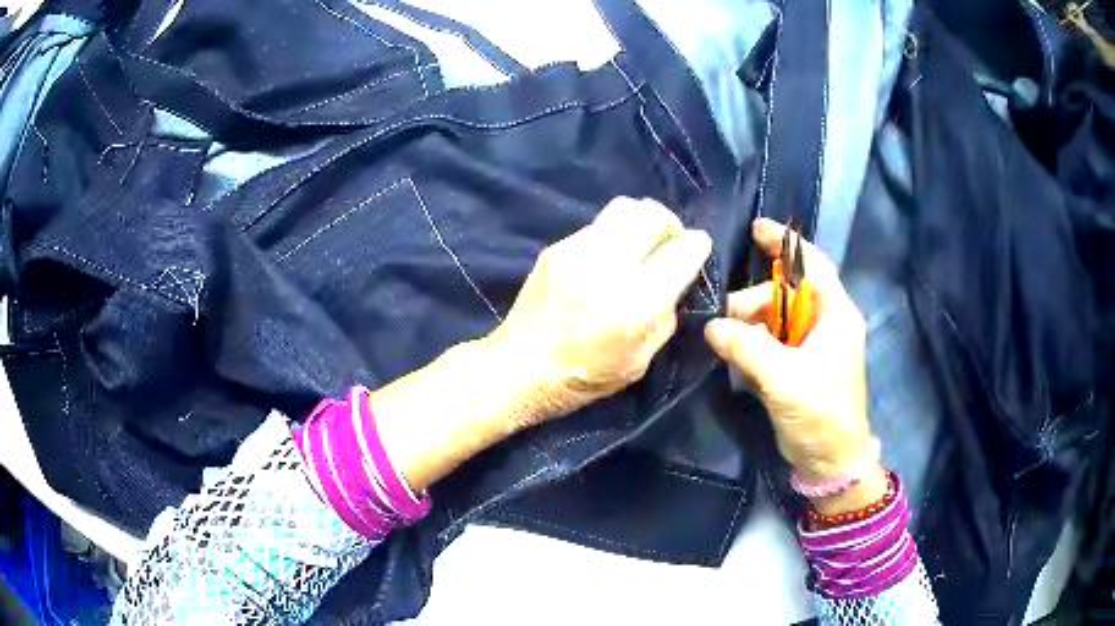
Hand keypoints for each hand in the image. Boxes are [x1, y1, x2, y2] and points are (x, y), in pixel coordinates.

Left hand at [487, 197, 713, 428]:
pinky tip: (605, 262)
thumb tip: (677, 283)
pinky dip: (612, 236)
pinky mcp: (555, 248)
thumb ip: (666, 316)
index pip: (682, 250)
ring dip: (640, 223)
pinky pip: (596, 226)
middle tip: (667, 244)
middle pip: (651, 213)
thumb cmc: (584, 378)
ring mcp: (576, 251)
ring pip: (623, 208)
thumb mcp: (640, 361)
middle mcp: (608, 266)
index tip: (697, 250)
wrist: (518, 367)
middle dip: (669, 224)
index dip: (698, 246)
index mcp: (636, 301)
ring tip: (639, 247)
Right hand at [704, 218, 883, 513]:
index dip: (785, 244)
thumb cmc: (820, 414)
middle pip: (786, 295)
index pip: (812, 265)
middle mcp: (827, 324)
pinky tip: (737, 355)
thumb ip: (747, 346)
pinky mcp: (802, 368)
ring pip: (777, 320)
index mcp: (836, 315)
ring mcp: (814, 348)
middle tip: (724, 319)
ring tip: (726, 342)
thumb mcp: (784, 378)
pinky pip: (774, 344)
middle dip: (754, 301)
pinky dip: (755, 345)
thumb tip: (711, 326)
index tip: (755, 229)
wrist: (831, 462)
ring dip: (751, 326)